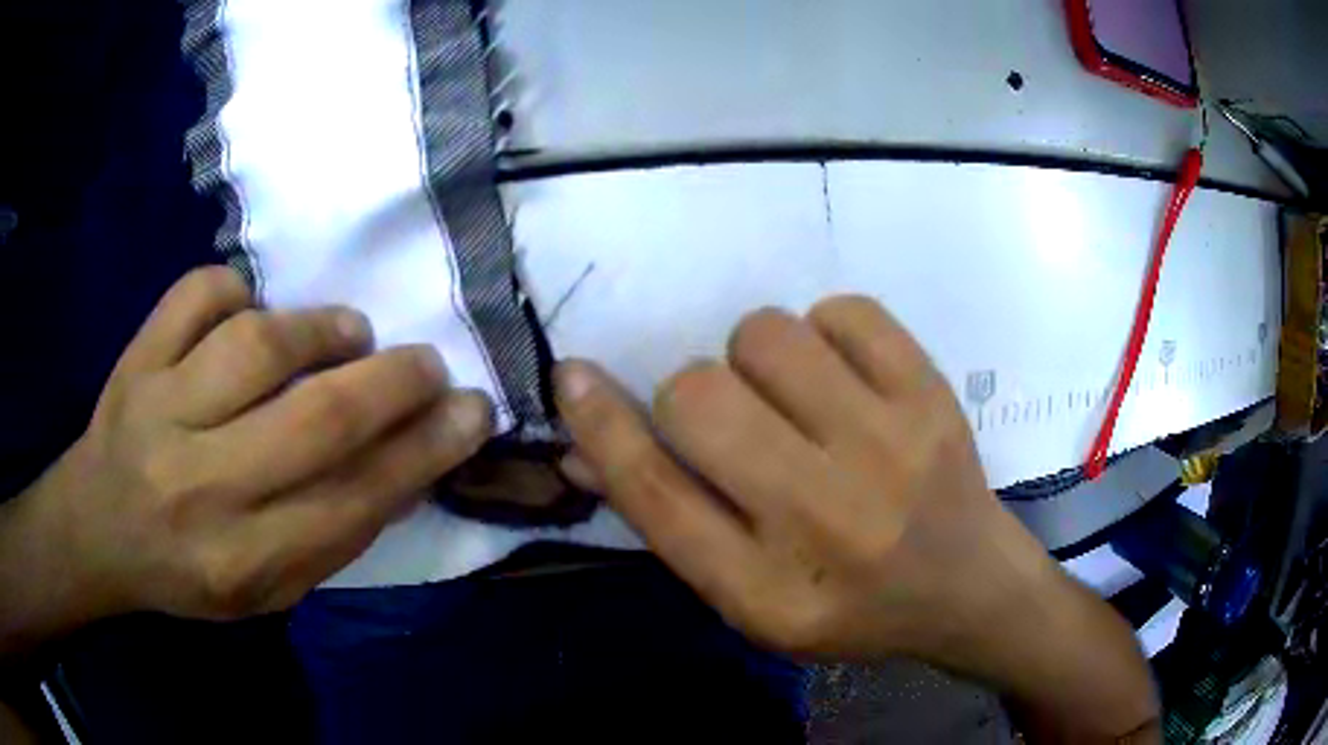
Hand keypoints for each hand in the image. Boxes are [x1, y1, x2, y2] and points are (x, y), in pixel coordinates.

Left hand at [9, 267, 491, 626]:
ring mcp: (159, 409)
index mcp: (241, 561)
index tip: (471, 413)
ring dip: (320, 328)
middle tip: (426, 364)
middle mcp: (200, 486)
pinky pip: (197, 293)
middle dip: (392, 382)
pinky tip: (249, 309)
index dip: (423, 452)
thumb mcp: (266, 592)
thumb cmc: (188, 572)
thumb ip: (330, 536)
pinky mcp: (136, 356)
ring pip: (257, 343)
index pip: (352, 502)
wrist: (98, 530)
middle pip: (314, 419)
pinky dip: (235, 288)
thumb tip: (404, 464)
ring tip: (348, 332)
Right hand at [555, 296, 1157, 740]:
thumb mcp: (750, 596)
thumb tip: (584, 442)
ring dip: (756, 359)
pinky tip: (844, 379)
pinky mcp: (932, 396)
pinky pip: (843, 311)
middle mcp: (827, 519)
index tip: (573, 376)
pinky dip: (826, 332)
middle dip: (692, 397)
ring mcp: (890, 448)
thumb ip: (669, 520)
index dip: (602, 424)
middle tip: (736, 422)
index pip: (656, 492)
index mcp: (767, 589)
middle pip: (699, 397)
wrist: (967, 586)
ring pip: (764, 335)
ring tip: (794, 398)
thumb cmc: (850, 605)